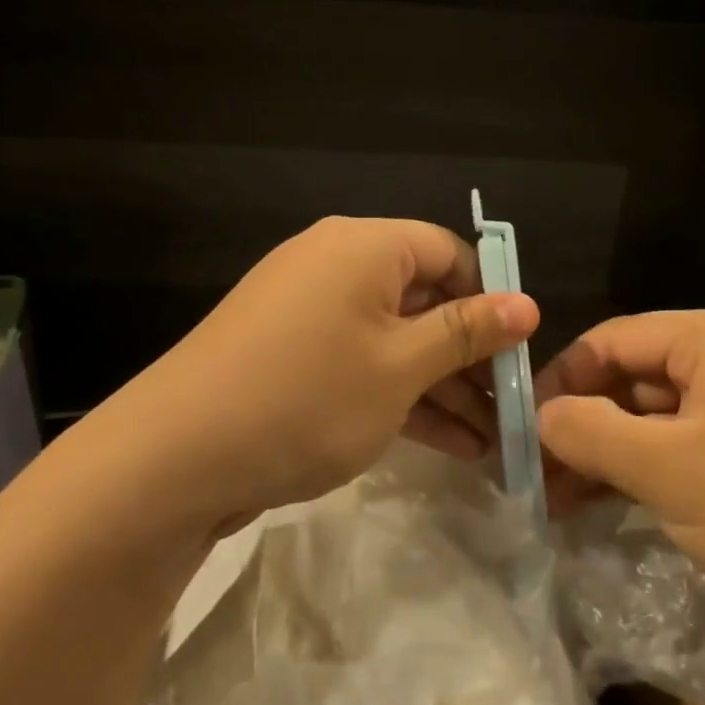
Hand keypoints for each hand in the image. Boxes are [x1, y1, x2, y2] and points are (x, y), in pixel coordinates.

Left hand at [77, 216, 537, 540]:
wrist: (175, 458)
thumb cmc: (308, 396)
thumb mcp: (401, 366)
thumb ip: (467, 333)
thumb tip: (528, 304)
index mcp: (364, 247)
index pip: (449, 253)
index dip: (491, 299)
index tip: (520, 353)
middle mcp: (335, 266)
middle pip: (424, 300)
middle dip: (470, 357)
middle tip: (511, 410)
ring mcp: (308, 314)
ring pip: (395, 340)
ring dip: (442, 388)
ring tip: (491, 444)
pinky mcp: (289, 356)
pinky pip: (361, 364)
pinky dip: (400, 396)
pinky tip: (447, 446)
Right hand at [533, 310, 704, 651]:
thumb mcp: (668, 470)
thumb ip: (590, 432)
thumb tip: (540, 417)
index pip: (613, 340)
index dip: (562, 380)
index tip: (523, 429)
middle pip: (630, 378)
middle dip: (580, 424)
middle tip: (535, 474)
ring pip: (650, 419)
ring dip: (603, 454)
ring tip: (557, 500)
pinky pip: (677, 449)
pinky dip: (637, 473)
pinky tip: (599, 505)